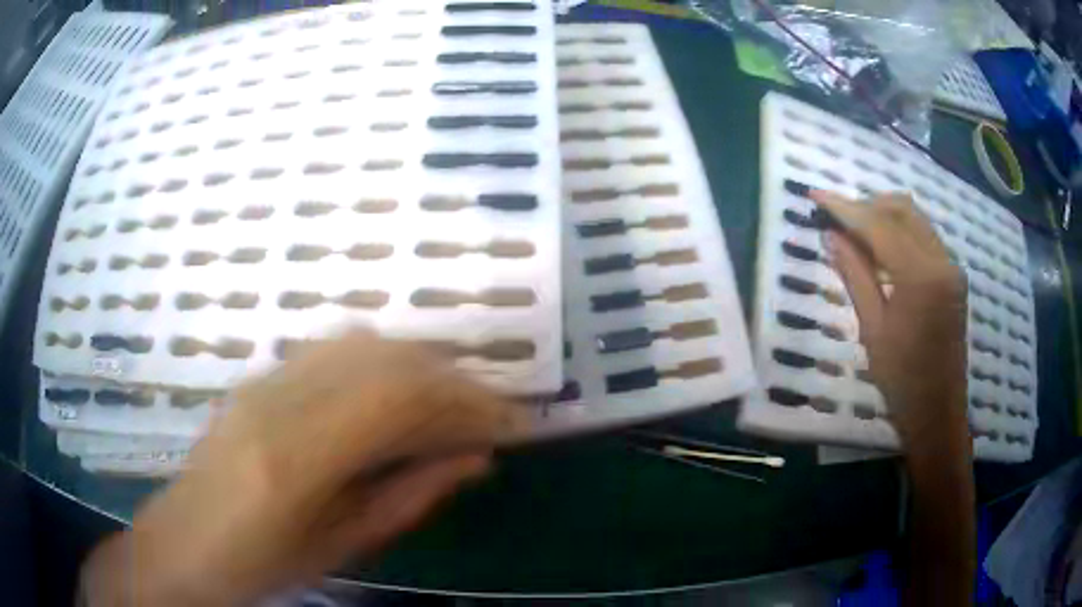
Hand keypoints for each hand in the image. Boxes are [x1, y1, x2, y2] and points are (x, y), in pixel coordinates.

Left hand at [82, 330, 524, 606]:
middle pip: (382, 359)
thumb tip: (475, 461)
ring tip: (453, 400)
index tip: (509, 421)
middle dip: (451, 378)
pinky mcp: (257, 377)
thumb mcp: (341, 547)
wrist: (183, 542)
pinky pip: (331, 349)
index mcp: (295, 460)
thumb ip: (409, 497)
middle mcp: (277, 402)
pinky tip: (398, 389)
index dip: (463, 401)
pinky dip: (380, 359)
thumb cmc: (261, 565)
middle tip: (490, 410)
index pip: (396, 398)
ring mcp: (262, 380)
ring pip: (359, 343)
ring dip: (418, 363)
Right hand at [810, 191, 969, 447]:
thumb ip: (855, 275)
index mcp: (921, 277)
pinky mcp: (954, 275)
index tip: (816, 196)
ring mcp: (952, 266)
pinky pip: (925, 236)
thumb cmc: (902, 381)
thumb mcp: (873, 329)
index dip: (846, 208)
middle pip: (902, 209)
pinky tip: (881, 249)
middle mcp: (942, 261)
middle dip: (867, 205)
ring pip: (915, 218)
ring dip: (883, 216)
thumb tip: (832, 236)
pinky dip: (900, 232)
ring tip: (855, 231)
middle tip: (836, 216)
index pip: (880, 225)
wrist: (938, 412)